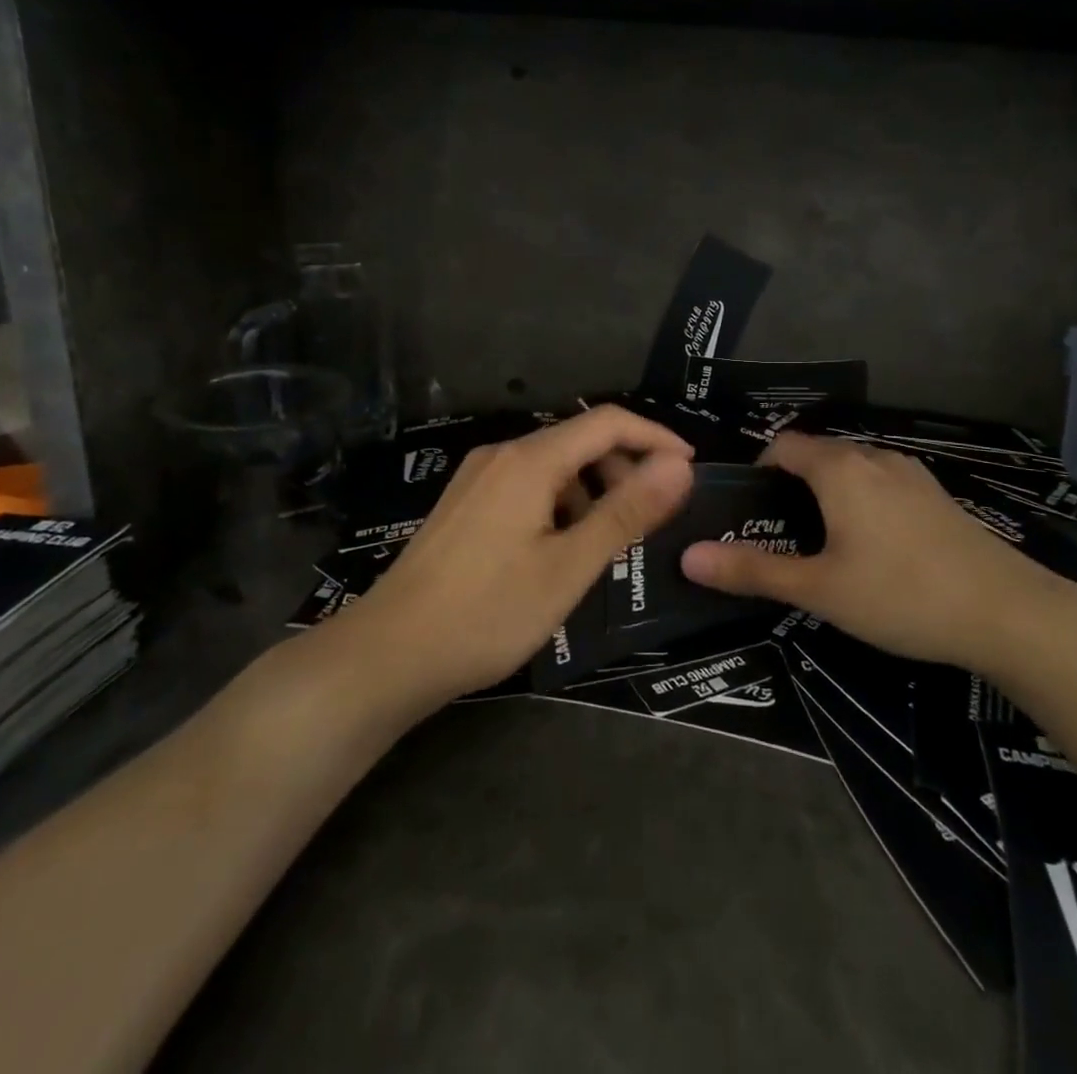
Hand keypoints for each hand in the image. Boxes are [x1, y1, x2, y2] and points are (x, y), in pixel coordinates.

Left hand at [345, 406, 694, 701]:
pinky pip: (527, 486)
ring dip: (592, 488)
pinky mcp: (464, 504)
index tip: (689, 469)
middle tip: (653, 515)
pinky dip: (560, 503)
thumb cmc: (487, 612)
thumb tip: (679, 467)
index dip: (655, 437)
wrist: (386, 655)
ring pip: (552, 466)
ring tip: (610, 539)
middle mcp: (501, 455)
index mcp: (529, 460)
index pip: (607, 422)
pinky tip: (561, 548)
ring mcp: (477, 478)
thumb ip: (626, 512)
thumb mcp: (569, 567)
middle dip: (624, 467)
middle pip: (578, 440)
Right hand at [680, 433, 1073, 668]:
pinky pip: (883, 483)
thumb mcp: (819, 589)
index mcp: (839, 468)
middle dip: (792, 483)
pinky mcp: (938, 496)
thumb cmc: (901, 594)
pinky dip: (863, 500)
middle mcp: (874, 457)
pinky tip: (874, 547)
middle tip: (779, 533)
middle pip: (819, 454)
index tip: (750, 509)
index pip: (784, 445)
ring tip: (822, 541)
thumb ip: (752, 570)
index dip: (759, 469)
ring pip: (854, 468)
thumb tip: (688, 557)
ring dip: (830, 492)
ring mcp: (912, 474)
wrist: (1008, 612)